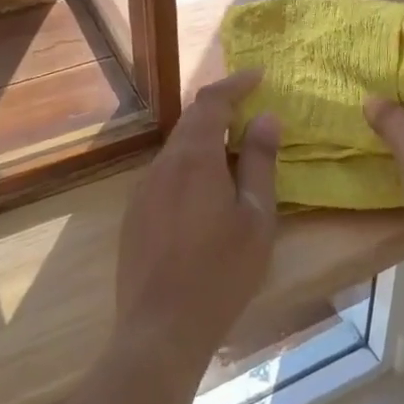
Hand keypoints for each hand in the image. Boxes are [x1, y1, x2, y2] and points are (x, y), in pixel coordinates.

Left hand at [116, 71, 280, 367]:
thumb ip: (261, 163)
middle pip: (191, 120)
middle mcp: (163, 164)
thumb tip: (267, 118)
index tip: (259, 75)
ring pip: (178, 148)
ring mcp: (144, 189)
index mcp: (194, 158)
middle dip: (221, 108)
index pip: (212, 101)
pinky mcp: (136, 214)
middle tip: (251, 109)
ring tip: (236, 151)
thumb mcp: (256, 217)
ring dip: (206, 139)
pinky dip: (191, 165)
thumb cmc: (221, 272)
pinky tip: (208, 192)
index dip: (235, 83)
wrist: (160, 329)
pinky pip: (167, 173)